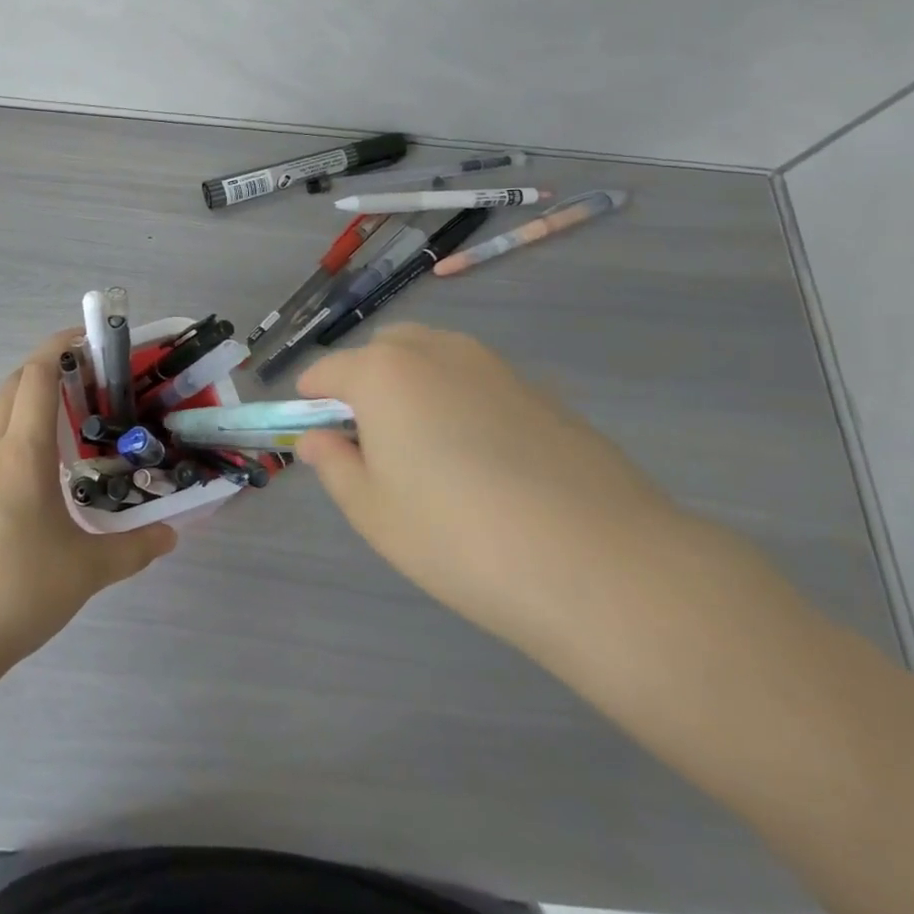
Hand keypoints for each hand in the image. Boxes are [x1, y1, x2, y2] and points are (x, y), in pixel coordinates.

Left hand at [0, 330, 176, 674]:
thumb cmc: (17, 590)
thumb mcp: (86, 571)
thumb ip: (134, 549)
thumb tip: (172, 535)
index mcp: (22, 453)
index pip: (37, 376)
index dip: (60, 346)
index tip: (90, 338)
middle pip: (13, 387)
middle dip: (46, 368)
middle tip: (90, 377)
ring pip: (0, 418)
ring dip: (31, 404)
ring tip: (75, 422)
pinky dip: (21, 438)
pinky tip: (47, 474)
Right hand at [297, 324, 681, 653]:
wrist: (600, 563)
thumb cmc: (459, 537)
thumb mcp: (373, 511)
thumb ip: (334, 465)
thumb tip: (318, 439)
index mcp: (383, 372)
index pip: (325, 371)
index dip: (312, 405)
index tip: (323, 445)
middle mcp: (436, 351)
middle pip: (381, 352)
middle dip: (365, 386)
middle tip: (377, 450)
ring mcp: (493, 366)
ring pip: (433, 360)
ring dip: (415, 390)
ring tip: (434, 458)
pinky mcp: (539, 391)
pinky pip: (478, 383)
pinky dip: (462, 404)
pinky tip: (488, 466)